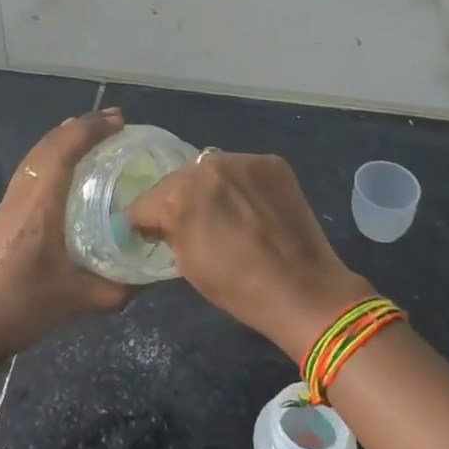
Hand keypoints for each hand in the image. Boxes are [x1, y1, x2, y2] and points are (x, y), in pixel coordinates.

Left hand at [0, 109, 132, 359]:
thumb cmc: (21, 306)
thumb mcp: (77, 300)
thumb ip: (116, 288)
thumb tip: (146, 278)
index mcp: (40, 203)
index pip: (65, 149)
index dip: (92, 129)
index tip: (120, 121)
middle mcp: (23, 192)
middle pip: (50, 143)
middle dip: (82, 126)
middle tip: (114, 122)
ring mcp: (9, 200)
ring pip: (37, 153)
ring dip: (65, 137)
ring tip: (92, 134)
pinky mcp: (4, 212)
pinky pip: (32, 166)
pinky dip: (52, 153)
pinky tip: (66, 168)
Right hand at [127, 150, 371, 359]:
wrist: (303, 288)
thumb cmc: (239, 288)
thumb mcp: (187, 265)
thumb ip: (169, 232)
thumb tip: (160, 222)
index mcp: (180, 195)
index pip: (145, 201)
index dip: (145, 221)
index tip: (152, 233)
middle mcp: (208, 166)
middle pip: (179, 179)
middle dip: (180, 199)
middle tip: (194, 223)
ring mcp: (242, 160)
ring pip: (212, 168)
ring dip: (212, 186)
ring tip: (227, 212)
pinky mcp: (271, 161)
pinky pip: (243, 169)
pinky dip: (242, 184)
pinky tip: (253, 207)